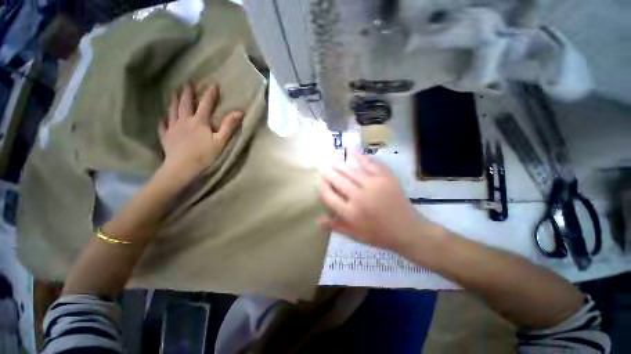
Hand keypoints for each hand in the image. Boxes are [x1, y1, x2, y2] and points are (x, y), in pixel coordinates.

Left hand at [158, 83, 243, 176]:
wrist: (182, 167)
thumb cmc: (204, 154)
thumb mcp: (221, 141)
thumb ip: (229, 126)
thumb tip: (239, 112)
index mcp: (199, 121)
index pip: (206, 104)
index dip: (210, 94)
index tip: (213, 84)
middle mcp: (184, 120)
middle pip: (185, 103)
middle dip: (187, 93)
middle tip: (187, 83)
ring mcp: (173, 127)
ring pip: (172, 110)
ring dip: (174, 100)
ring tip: (174, 92)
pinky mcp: (166, 136)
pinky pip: (163, 124)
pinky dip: (163, 119)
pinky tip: (162, 116)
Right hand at [319, 155, 439, 251]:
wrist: (408, 230)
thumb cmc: (379, 235)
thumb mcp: (356, 235)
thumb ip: (336, 226)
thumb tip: (317, 221)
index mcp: (351, 213)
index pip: (329, 196)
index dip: (323, 187)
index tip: (322, 182)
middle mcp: (360, 197)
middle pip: (338, 180)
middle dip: (328, 172)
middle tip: (324, 167)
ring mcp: (374, 185)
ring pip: (351, 170)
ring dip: (340, 164)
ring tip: (333, 159)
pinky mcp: (386, 178)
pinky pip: (370, 164)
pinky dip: (360, 157)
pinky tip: (353, 153)